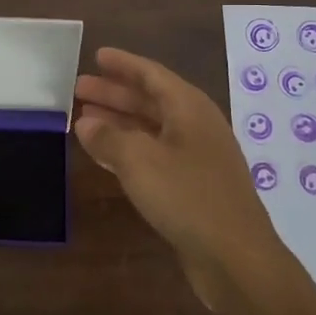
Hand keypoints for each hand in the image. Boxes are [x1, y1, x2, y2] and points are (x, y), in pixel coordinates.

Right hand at [74, 47, 300, 313]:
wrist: (235, 259)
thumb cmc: (188, 198)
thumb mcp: (139, 161)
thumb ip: (108, 137)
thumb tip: (85, 122)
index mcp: (189, 109)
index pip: (152, 75)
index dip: (124, 65)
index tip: (97, 55)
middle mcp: (196, 127)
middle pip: (150, 101)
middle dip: (115, 94)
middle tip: (79, 89)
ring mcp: (197, 159)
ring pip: (151, 130)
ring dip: (118, 122)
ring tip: (83, 119)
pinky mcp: (193, 188)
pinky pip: (154, 156)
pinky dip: (128, 150)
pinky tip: (105, 156)